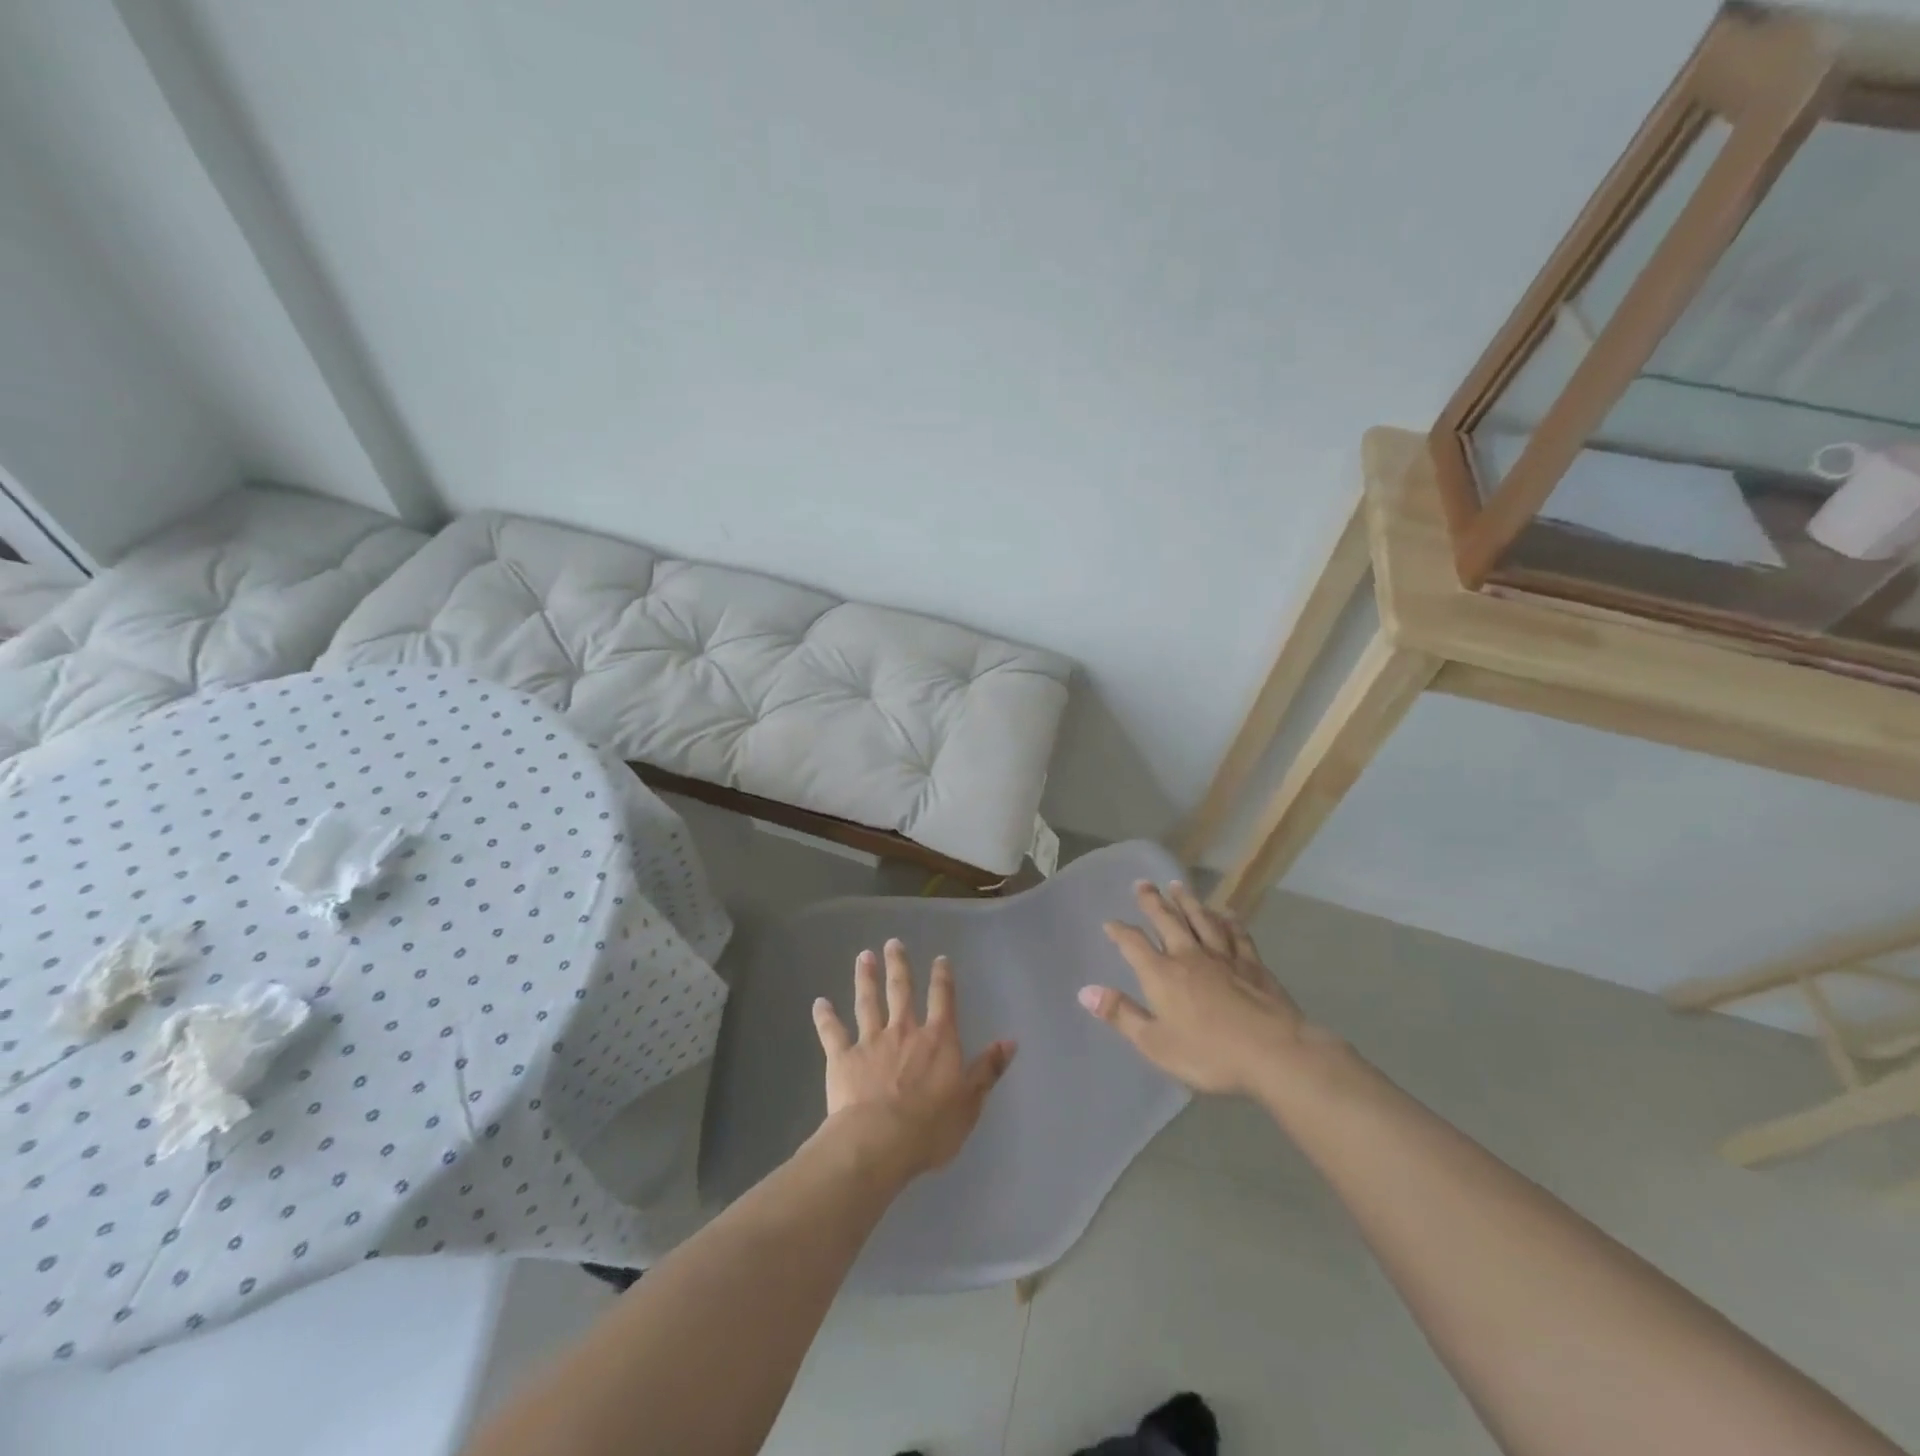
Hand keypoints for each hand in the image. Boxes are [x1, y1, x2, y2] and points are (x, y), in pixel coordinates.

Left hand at [811, 939, 1016, 1180]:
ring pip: (868, 1002)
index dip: (943, 978)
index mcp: (938, 1040)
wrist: (879, 1141)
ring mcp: (871, 1041)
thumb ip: (988, 1069)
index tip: (939, 959)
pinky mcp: (843, 1058)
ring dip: (865, 978)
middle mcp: (904, 1031)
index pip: (943, 1000)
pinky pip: (832, 1032)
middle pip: (901, 991)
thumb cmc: (931, 1127)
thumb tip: (1009, 1041)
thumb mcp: (970, 1102)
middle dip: (899, 966)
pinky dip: (825, 1017)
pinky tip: (819, 1003)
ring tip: (863, 956)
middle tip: (893, 943)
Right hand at [1081, 880, 1330, 1097]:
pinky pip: (1237, 935)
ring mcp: (1223, 957)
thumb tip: (1086, 992)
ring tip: (1177, 886)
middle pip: (1167, 921)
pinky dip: (1230, 921)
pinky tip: (1227, 913)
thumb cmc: (1209, 1053)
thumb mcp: (1156, 1044)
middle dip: (1152, 901)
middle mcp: (1189, 956)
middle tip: (1142, 883)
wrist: (1273, 1052)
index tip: (1110, 922)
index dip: (1120, 931)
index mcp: (1162, 974)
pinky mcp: (1253, 965)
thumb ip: (1122, 1015)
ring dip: (1188, 902)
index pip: (1133, 944)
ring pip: (1201, 920)